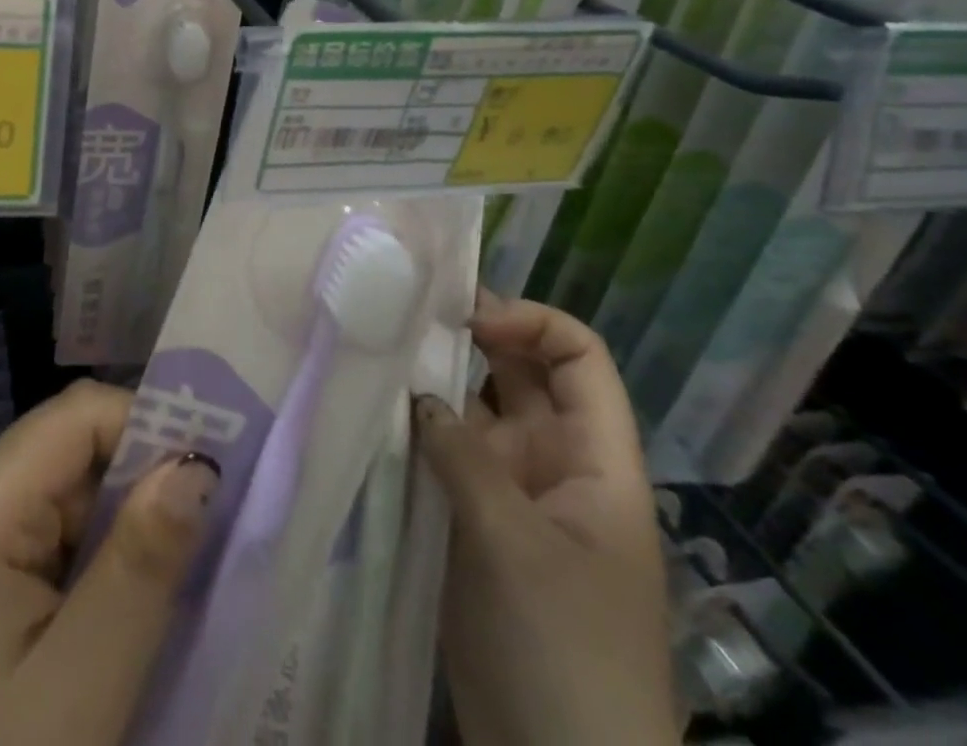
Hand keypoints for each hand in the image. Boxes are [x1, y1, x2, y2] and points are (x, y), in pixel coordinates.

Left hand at [0, 380, 217, 745]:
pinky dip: (84, 558)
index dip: (151, 428)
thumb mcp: (80, 684)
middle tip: (196, 549)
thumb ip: (141, 564)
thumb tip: (198, 465)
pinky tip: (106, 614)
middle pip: (70, 451)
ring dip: (115, 531)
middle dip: (136, 489)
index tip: (212, 479)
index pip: (79, 413)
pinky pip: (38, 530)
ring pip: (60, 492)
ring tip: (157, 593)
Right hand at [417, 294, 678, 745]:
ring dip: (432, 382)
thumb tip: (416, 394)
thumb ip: (463, 456)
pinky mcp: (470, 518)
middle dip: (468, 338)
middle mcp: (553, 461)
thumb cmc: (564, 650)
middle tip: (402, 316)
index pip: (578, 358)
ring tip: (376, 353)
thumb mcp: (516, 545)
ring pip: (472, 410)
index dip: (531, 323)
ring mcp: (510, 490)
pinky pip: (443, 453)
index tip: (466, 322)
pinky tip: (371, 410)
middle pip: (519, 373)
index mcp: (594, 460)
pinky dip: (414, 428)